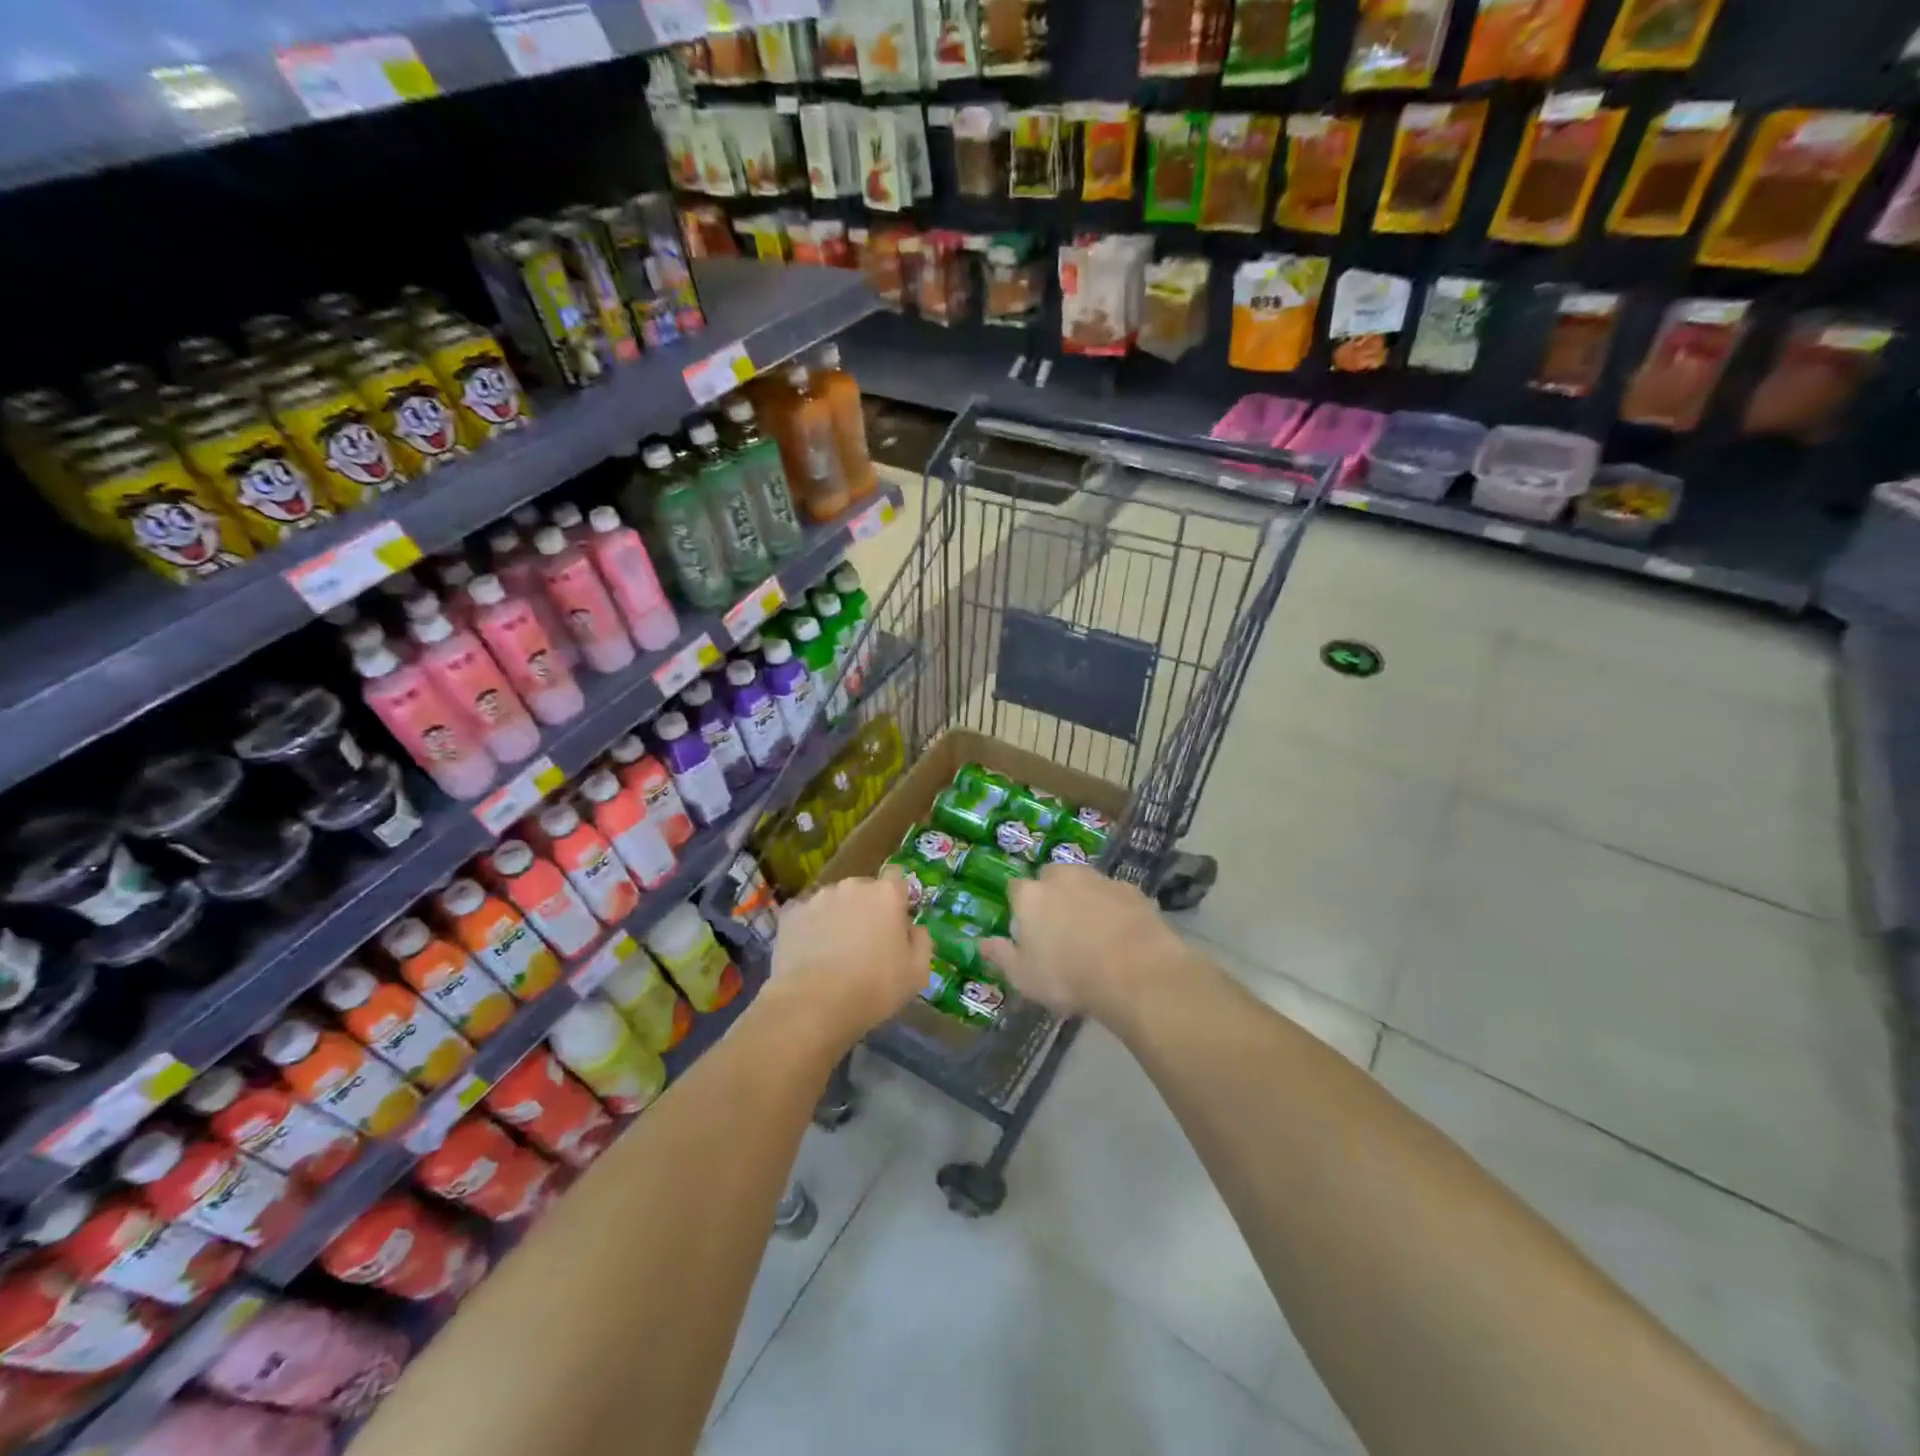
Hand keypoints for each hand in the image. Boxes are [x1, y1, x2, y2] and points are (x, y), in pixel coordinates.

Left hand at [769, 874, 931, 1046]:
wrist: (813, 1004)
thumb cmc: (874, 988)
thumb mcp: (917, 973)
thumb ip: (922, 942)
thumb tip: (914, 928)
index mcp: (886, 894)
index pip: (897, 876)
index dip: (897, 896)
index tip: (895, 920)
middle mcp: (852, 886)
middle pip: (864, 889)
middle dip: (866, 908)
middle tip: (865, 942)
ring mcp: (818, 897)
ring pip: (834, 901)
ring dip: (838, 916)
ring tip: (833, 950)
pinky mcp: (790, 913)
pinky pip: (806, 915)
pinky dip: (810, 927)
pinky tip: (810, 953)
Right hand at [981, 864, 1187, 1021]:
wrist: (1135, 971)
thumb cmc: (1068, 976)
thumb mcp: (1024, 977)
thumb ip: (1001, 956)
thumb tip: (980, 942)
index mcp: (1031, 896)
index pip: (1015, 889)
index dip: (1020, 907)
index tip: (1026, 929)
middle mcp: (1063, 877)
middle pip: (1051, 877)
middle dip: (1052, 894)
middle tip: (1059, 928)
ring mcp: (1099, 880)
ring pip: (1084, 882)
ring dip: (1083, 898)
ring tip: (1092, 931)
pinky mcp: (1131, 890)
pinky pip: (1114, 895)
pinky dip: (1113, 908)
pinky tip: (1120, 934)